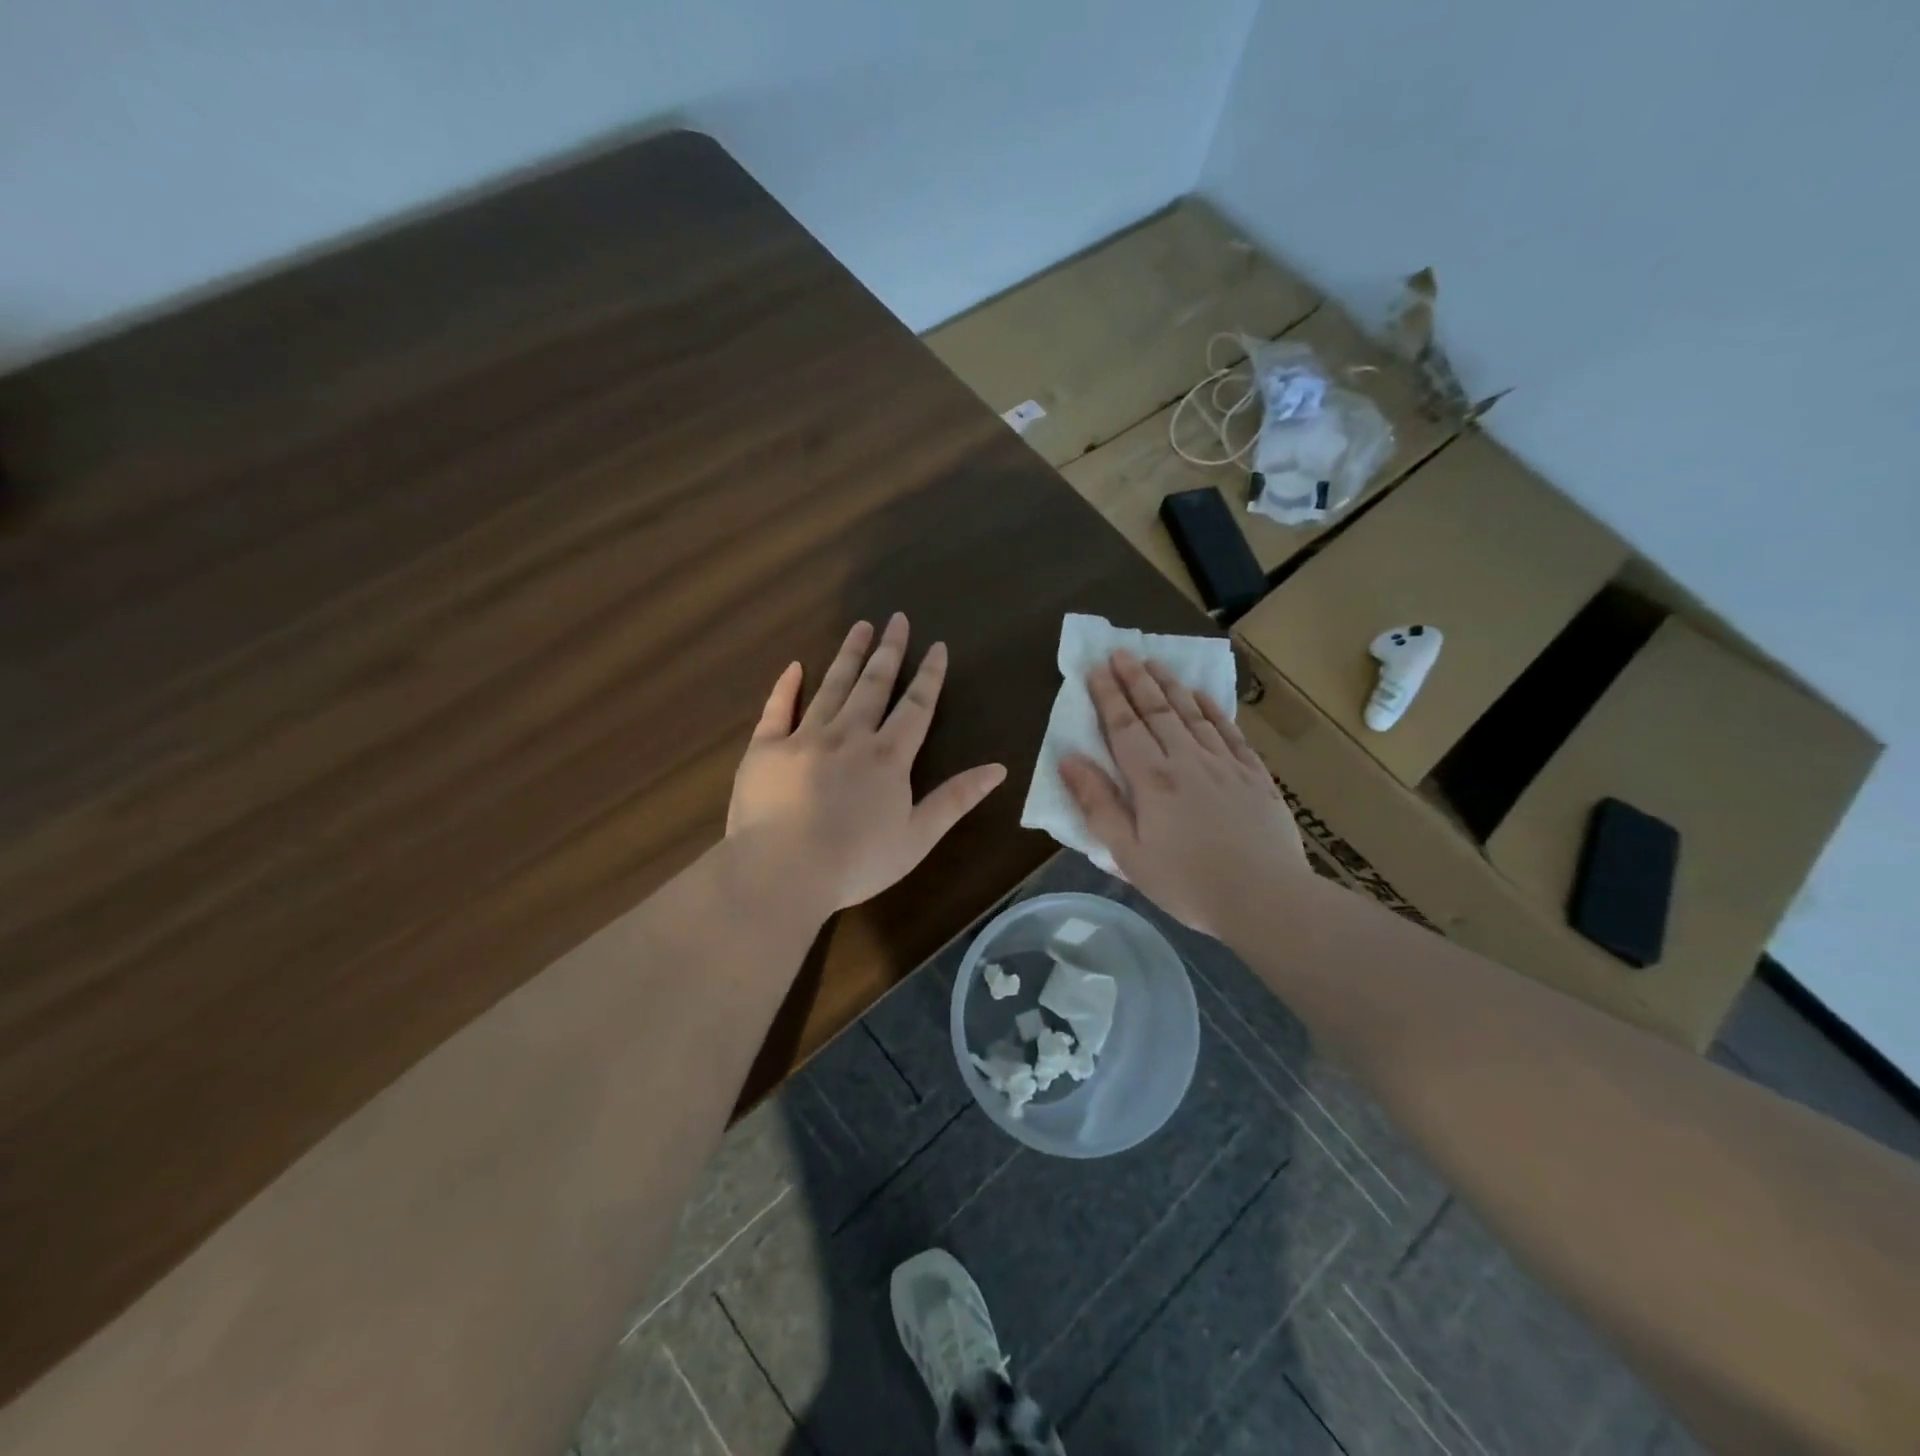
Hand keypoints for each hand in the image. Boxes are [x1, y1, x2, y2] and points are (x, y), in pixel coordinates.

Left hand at [726, 614, 1007, 921]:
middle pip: (873, 685)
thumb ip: (956, 798)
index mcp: (888, 756)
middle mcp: (849, 735)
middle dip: (888, 651)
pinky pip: (777, 709)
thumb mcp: (918, 837)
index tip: (936, 646)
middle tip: (896, 619)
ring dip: (848, 655)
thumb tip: (999, 769)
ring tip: (860, 627)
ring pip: (832, 686)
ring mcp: (805, 738)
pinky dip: (786, 686)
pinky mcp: (766, 748)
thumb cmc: (857, 862)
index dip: (929, 675)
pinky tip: (795, 667)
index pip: (916, 706)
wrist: (782, 871)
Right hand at [1059, 649, 1308, 940]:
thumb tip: (1068, 760)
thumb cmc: (1186, 883)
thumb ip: (1098, 804)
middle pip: (1157, 710)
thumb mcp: (1128, 853)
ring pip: (1193, 713)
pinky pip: (1230, 732)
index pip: (1124, 726)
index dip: (1108, 696)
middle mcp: (1187, 760)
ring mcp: (1225, 764)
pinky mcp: (1254, 775)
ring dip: (1171, 685)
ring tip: (1155, 662)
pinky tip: (1203, 696)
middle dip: (1136, 679)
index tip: (1095, 669)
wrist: (1265, 898)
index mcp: (1152, 779)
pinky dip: (1213, 710)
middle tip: (1121, 652)